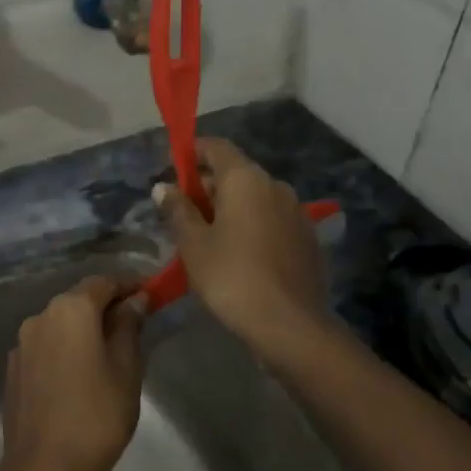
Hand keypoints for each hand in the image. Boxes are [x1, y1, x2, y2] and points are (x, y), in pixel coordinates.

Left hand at [0, 275, 144, 470]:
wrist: (43, 468)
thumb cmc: (96, 415)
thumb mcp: (126, 369)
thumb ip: (129, 327)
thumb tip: (135, 300)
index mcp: (70, 310)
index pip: (104, 282)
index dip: (130, 285)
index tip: (152, 294)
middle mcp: (41, 316)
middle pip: (79, 300)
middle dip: (107, 307)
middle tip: (136, 325)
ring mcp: (22, 344)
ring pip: (61, 324)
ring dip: (84, 330)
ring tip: (109, 353)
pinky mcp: (14, 370)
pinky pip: (46, 347)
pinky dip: (66, 349)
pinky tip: (79, 375)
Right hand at [154, 138, 332, 363]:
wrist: (290, 323)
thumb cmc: (231, 277)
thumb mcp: (193, 244)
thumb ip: (178, 210)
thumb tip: (163, 186)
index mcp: (245, 179)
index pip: (216, 147)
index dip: (193, 152)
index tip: (174, 171)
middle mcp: (275, 185)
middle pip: (236, 172)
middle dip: (209, 185)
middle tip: (184, 213)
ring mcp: (296, 211)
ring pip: (256, 197)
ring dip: (231, 207)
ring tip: (209, 237)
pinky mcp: (307, 237)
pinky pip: (272, 218)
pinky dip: (253, 224)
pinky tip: (240, 253)